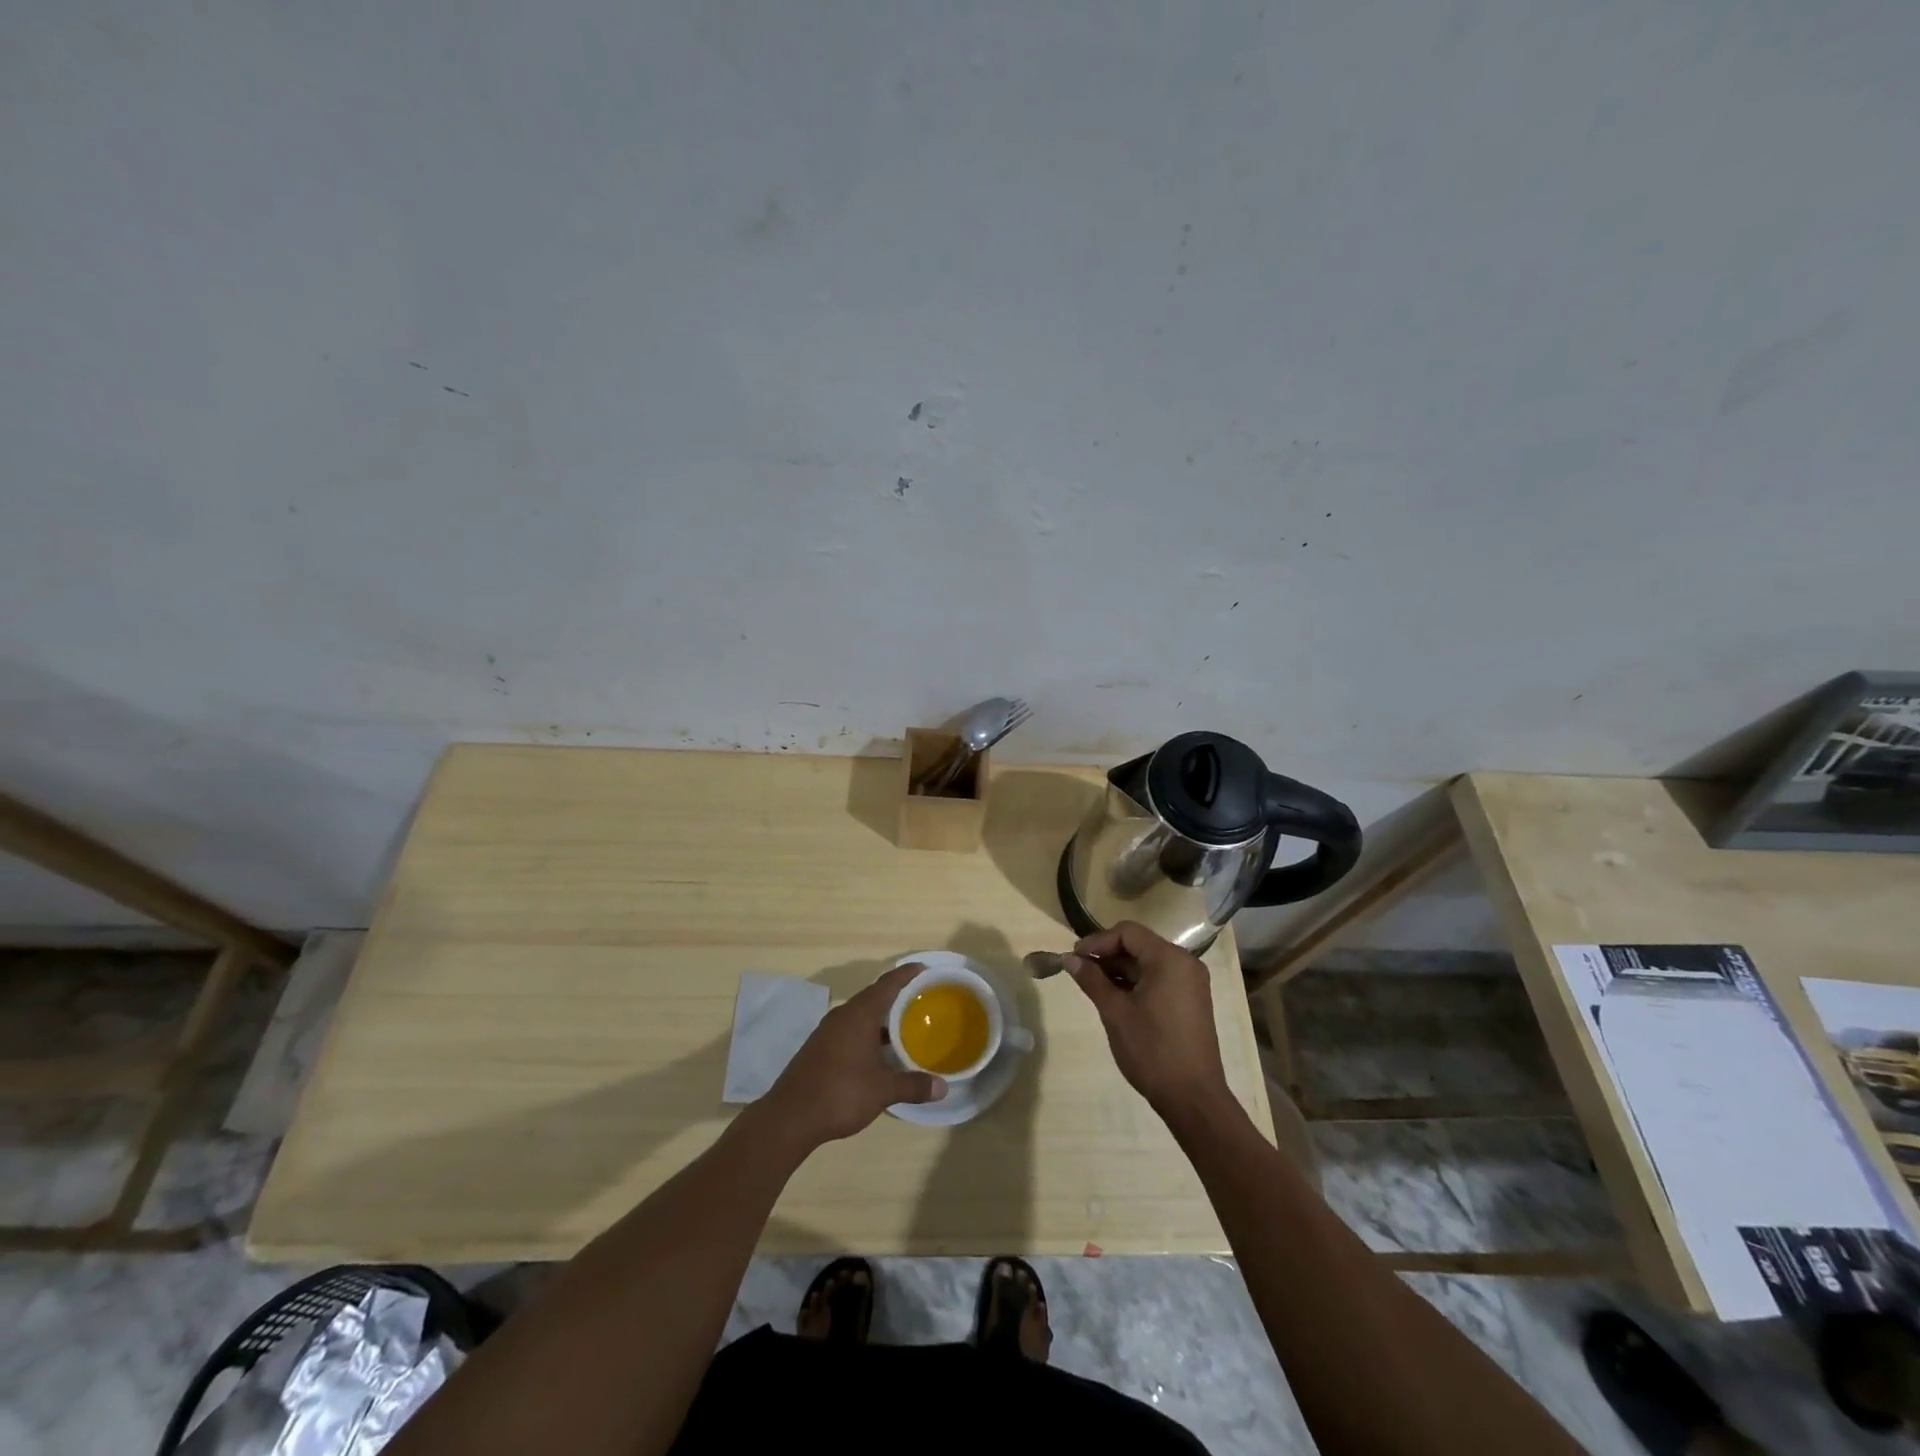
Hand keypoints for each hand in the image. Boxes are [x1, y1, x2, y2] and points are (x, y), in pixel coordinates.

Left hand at [759, 963, 945, 1148]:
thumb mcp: (883, 1090)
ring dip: (881, 1018)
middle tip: (920, 1000)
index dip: (906, 975)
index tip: (923, 969)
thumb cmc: (841, 1093)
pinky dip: (867, 1032)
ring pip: (860, 1015)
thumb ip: (913, 1085)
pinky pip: (850, 1029)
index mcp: (859, 1015)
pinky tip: (878, 1052)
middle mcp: (842, 1016)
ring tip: (904, 1026)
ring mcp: (828, 1031)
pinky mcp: (819, 1047)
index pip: (887, 984)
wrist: (790, 1117)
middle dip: (896, 997)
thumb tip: (943, 1087)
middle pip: (873, 997)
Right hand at [1065, 921, 1232, 1122]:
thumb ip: (1092, 979)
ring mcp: (1191, 983)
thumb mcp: (1115, 1012)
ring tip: (1093, 986)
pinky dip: (1136, 983)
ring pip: (1148, 963)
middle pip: (1139, 945)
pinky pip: (1159, 979)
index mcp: (1170, 959)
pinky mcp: (1191, 1001)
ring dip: (1119, 970)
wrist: (1193, 1098)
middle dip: (1107, 955)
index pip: (1128, 932)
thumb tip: (1070, 959)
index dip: (1098, 941)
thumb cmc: (1152, 1050)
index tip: (1074, 958)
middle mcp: (1185, 963)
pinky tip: (1115, 998)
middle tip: (1079, 971)